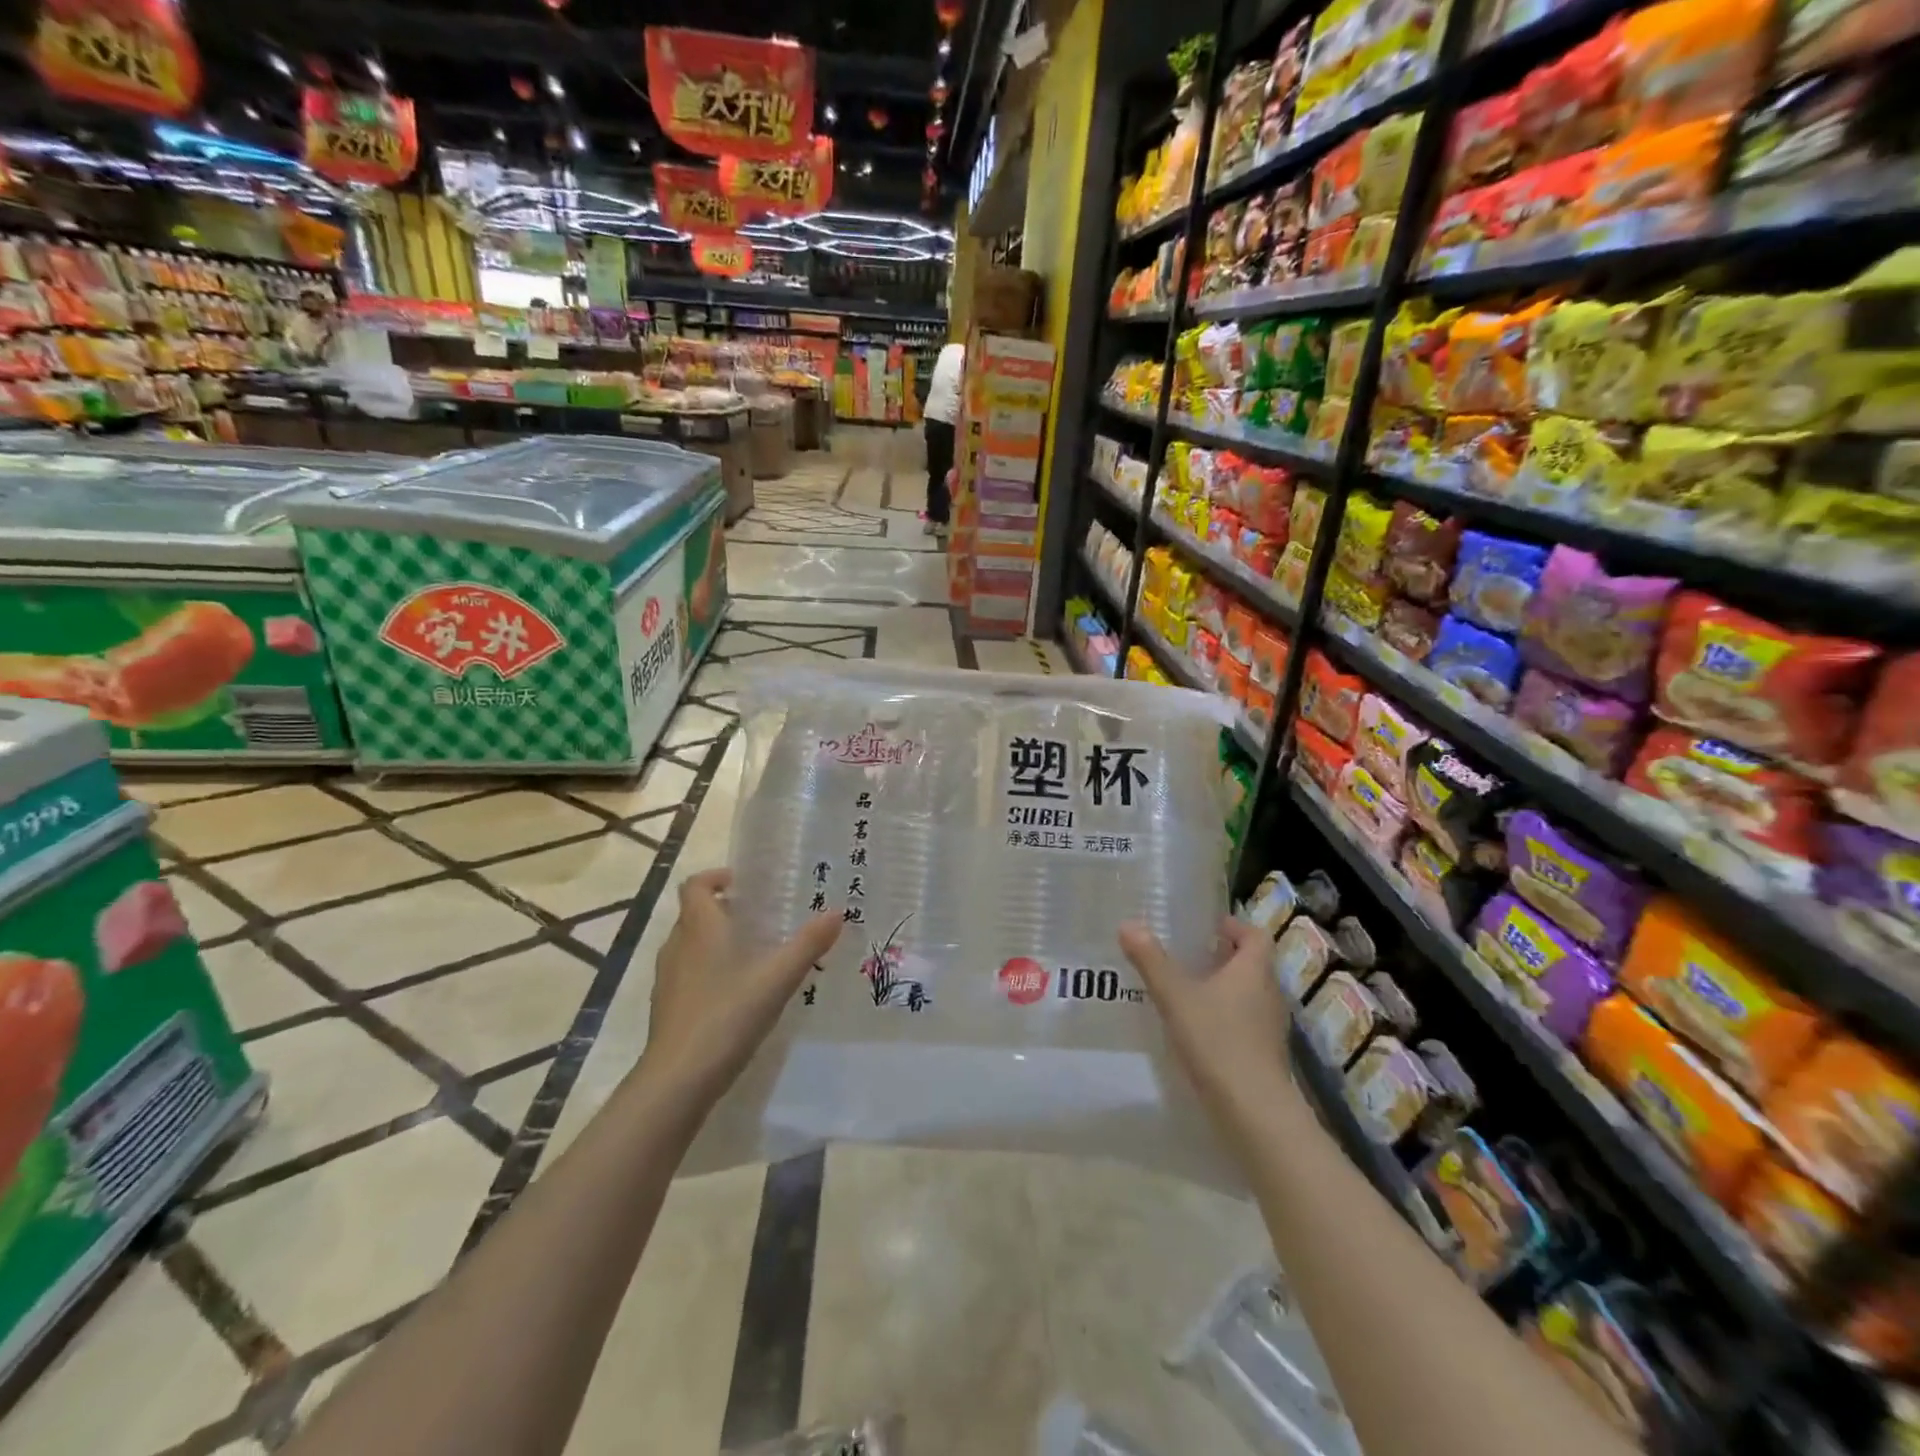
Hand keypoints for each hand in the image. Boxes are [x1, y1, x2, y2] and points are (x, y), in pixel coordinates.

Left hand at [643, 869, 842, 1104]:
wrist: (678, 1080)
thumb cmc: (727, 1015)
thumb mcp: (777, 978)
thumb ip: (808, 944)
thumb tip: (837, 912)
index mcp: (701, 928)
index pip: (696, 885)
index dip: (716, 877)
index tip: (744, 883)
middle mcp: (678, 946)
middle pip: (695, 914)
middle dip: (725, 910)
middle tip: (762, 919)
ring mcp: (668, 979)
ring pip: (691, 945)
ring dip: (717, 942)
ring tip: (755, 955)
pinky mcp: (667, 1009)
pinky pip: (688, 975)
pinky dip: (710, 972)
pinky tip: (738, 995)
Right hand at [1120, 918, 1291, 1112]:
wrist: (1253, 1110)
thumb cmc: (1217, 1040)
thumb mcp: (1175, 996)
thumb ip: (1151, 961)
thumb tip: (1128, 924)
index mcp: (1253, 970)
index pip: (1255, 935)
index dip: (1234, 927)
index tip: (1208, 927)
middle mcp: (1269, 993)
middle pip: (1252, 964)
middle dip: (1224, 957)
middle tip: (1190, 955)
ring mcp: (1271, 1027)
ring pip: (1250, 994)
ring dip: (1225, 988)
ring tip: (1189, 990)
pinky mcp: (1266, 1055)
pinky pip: (1247, 1022)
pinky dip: (1227, 1017)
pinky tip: (1199, 1029)